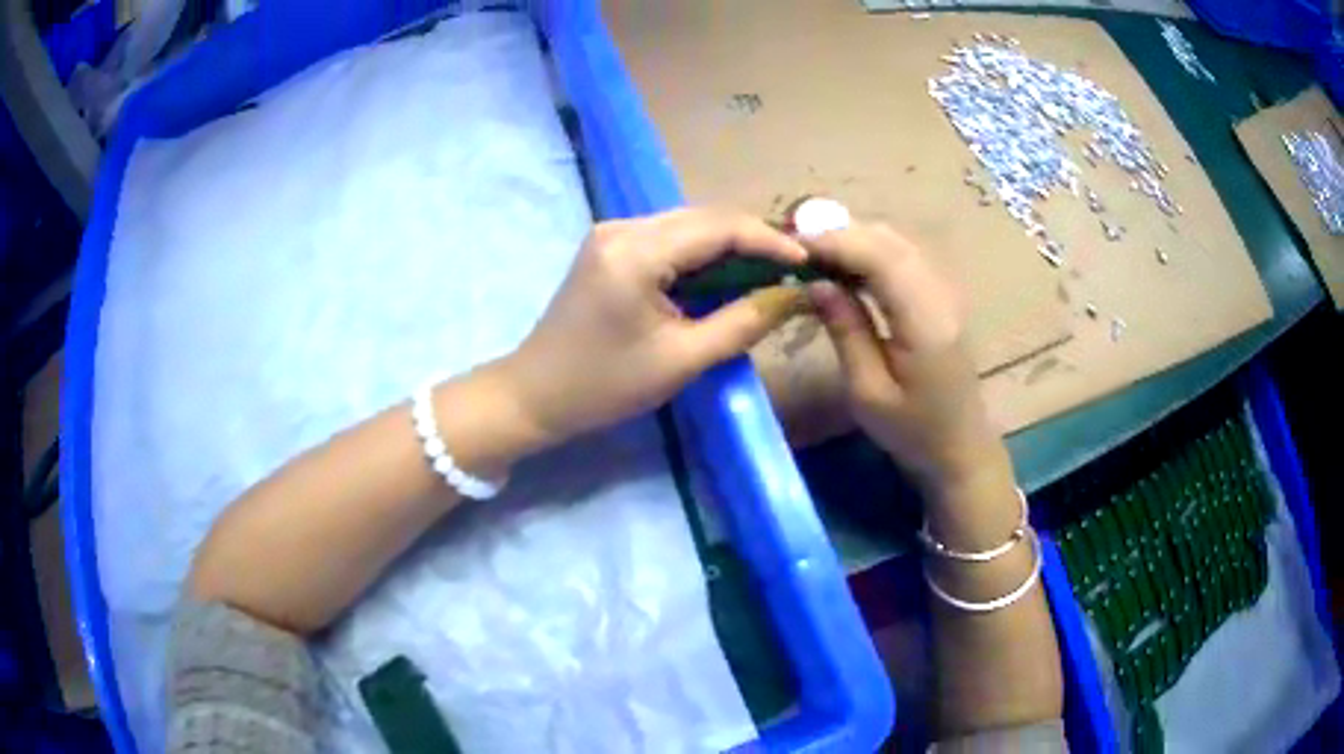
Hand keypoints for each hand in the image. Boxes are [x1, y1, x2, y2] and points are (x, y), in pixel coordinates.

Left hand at [499, 208, 808, 446]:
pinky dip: (701, 253)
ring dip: (729, 245)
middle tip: (792, 268)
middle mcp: (623, 227)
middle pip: (704, 217)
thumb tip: (791, 295)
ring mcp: (612, 232)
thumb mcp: (682, 360)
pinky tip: (723, 275)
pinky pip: (668, 237)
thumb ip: (742, 323)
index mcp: (637, 252)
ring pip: (688, 224)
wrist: (535, 393)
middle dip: (753, 239)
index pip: (719, 227)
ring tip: (767, 272)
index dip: (769, 240)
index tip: (807, 260)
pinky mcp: (609, 244)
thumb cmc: (605, 386)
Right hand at [803, 223, 1006, 493]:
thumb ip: (845, 330)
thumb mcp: (867, 392)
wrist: (960, 446)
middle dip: (840, 232)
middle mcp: (940, 294)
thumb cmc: (912, 431)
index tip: (792, 244)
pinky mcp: (942, 295)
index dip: (835, 242)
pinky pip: (903, 255)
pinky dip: (870, 250)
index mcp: (924, 321)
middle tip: (795, 244)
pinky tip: (845, 265)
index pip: (879, 257)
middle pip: (888, 240)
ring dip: (854, 238)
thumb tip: (816, 282)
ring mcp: (945, 291)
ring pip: (896, 241)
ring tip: (813, 252)